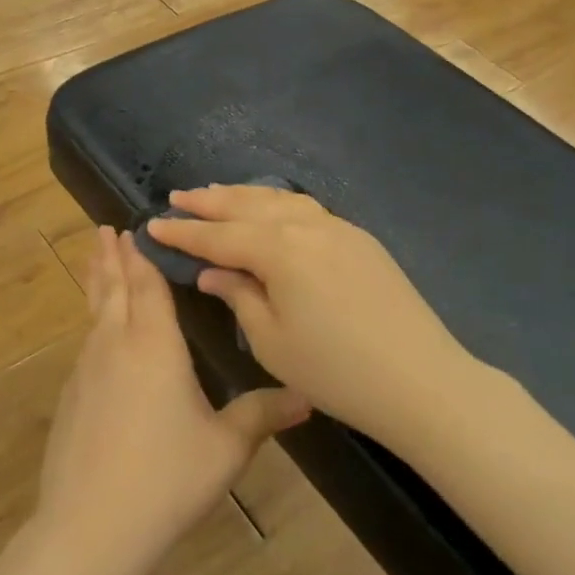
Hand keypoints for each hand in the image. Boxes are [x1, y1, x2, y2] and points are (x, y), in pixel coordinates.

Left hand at [35, 228, 309, 571]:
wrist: (90, 527)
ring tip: (97, 263)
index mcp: (154, 344)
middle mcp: (116, 344)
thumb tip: (307, 396)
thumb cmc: (167, 478)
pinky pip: (86, 343)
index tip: (133, 227)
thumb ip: (263, 415)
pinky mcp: (71, 396)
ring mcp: (87, 369)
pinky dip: (93, 320)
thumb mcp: (226, 447)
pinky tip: (98, 335)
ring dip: (97, 282)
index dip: (142, 255)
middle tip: (105, 229)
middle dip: (111, 257)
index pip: (147, 285)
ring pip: (94, 312)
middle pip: (113, 288)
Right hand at [146, 186, 471, 446]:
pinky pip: (306, 208)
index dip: (184, 232)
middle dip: (210, 202)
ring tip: (216, 194)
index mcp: (279, 250)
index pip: (219, 235)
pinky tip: (269, 209)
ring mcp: (337, 227)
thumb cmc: (335, 370)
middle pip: (247, 206)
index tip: (154, 225)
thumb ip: (239, 297)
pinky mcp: (359, 238)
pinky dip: (277, 203)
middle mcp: (306, 226)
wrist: (420, 379)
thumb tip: (213, 272)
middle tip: (178, 198)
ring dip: (243, 195)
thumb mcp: (272, 342)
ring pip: (279, 200)